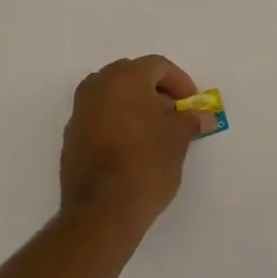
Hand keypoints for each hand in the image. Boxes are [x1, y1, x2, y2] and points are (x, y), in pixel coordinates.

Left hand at [60, 55, 209, 232]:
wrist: (102, 212)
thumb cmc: (146, 164)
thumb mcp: (177, 140)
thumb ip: (190, 121)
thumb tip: (205, 117)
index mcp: (125, 78)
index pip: (157, 66)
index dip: (179, 82)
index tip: (191, 103)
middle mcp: (98, 86)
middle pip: (132, 75)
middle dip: (155, 91)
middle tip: (173, 114)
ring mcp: (80, 111)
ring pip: (112, 95)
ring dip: (134, 105)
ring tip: (154, 132)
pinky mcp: (71, 137)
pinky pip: (98, 116)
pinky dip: (116, 122)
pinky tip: (131, 147)